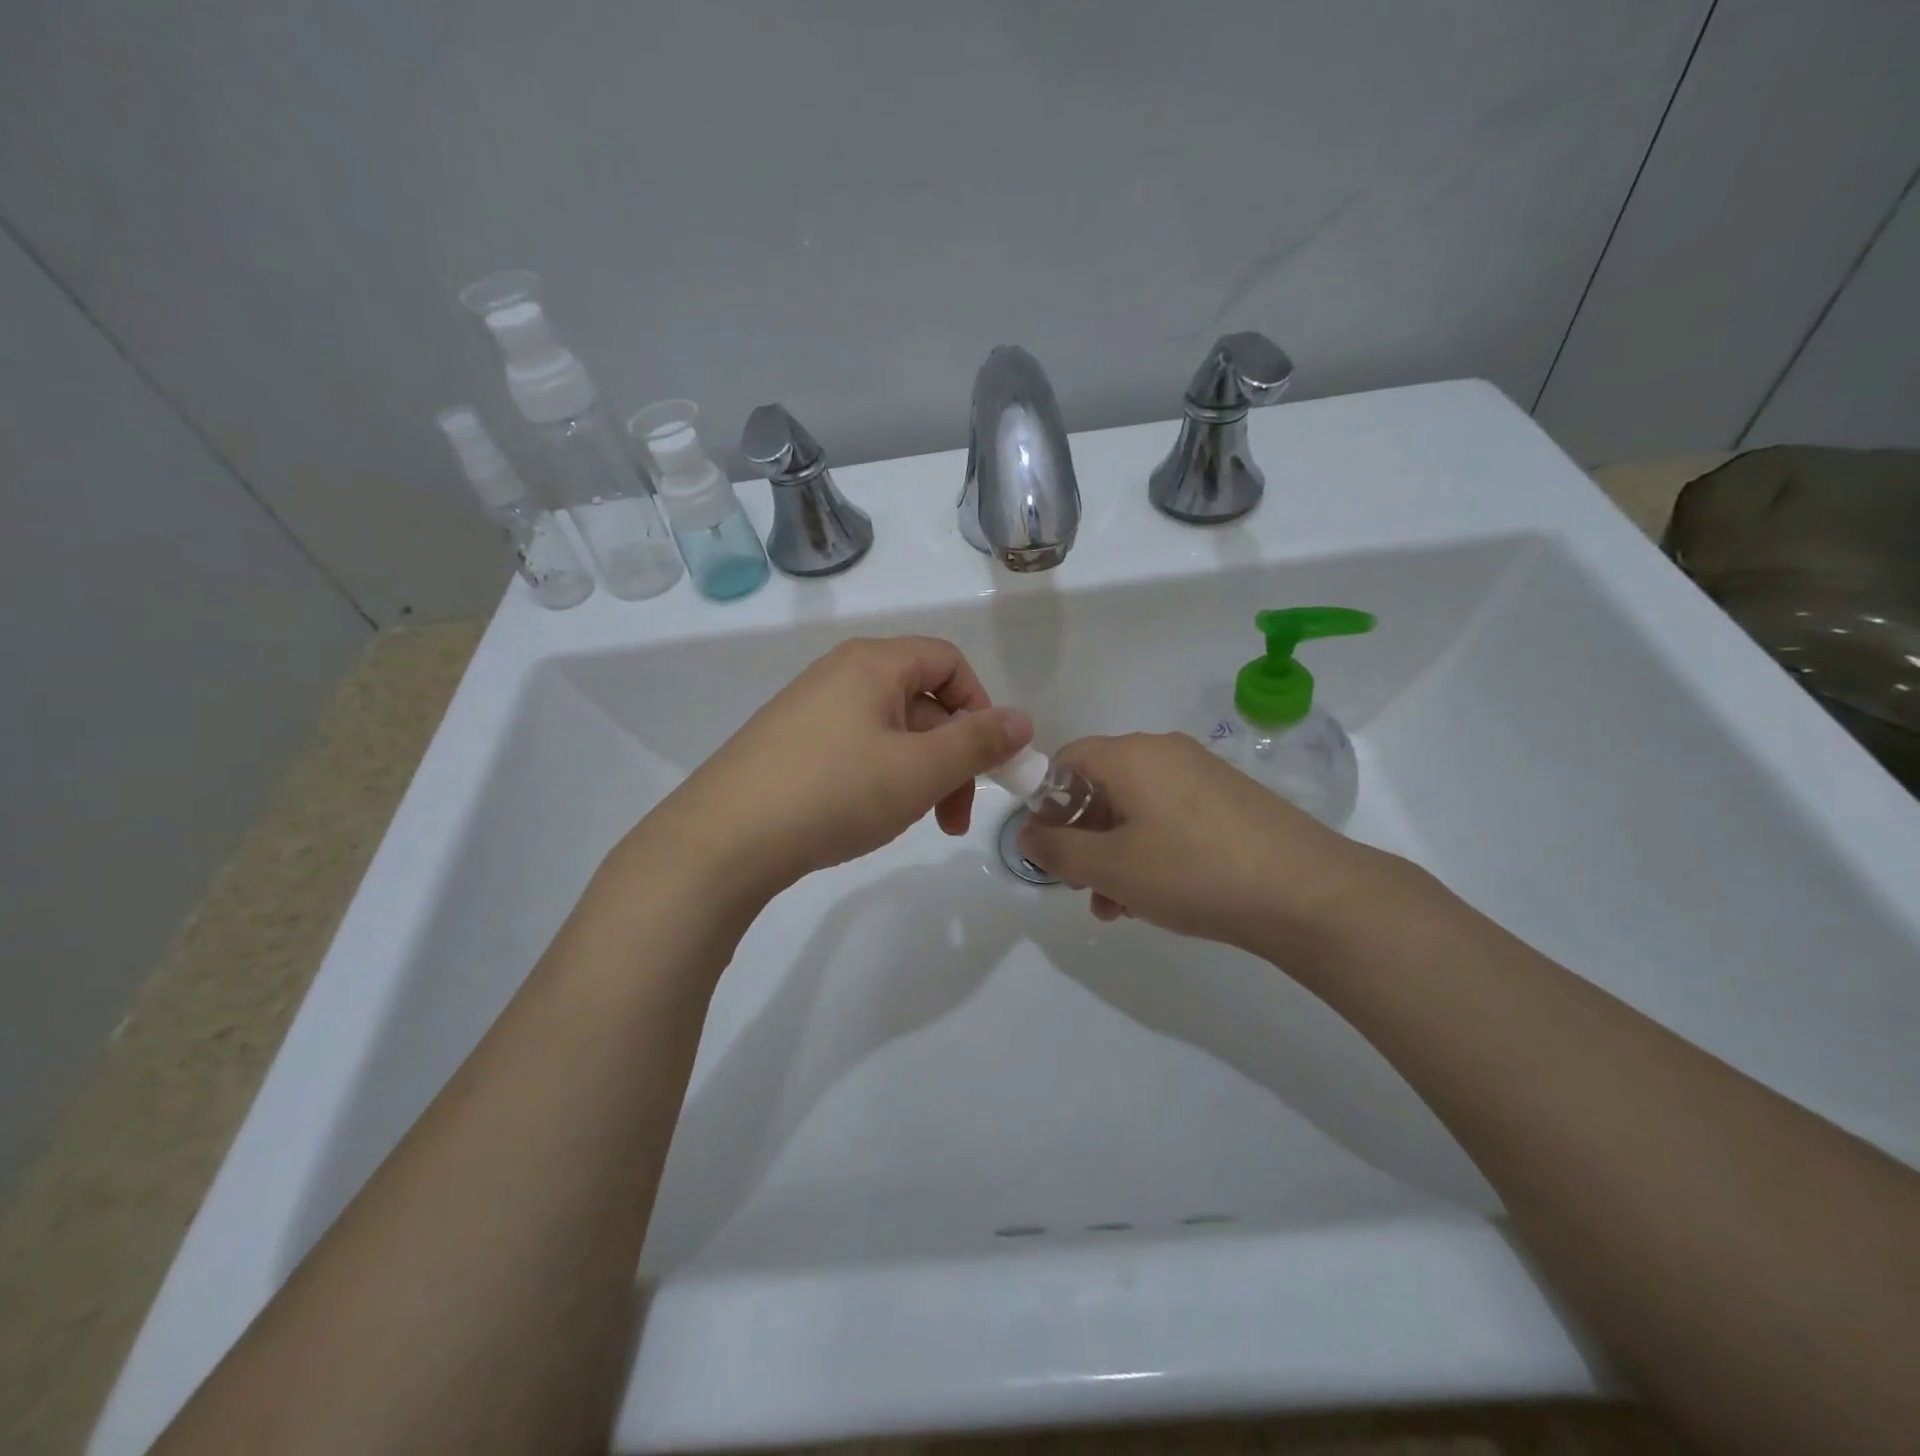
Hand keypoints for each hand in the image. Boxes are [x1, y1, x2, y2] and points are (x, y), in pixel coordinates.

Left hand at [634, 637, 1031, 899]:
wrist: (723, 840)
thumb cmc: (834, 792)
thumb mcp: (919, 769)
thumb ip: (978, 742)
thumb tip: (1022, 720)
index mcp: (873, 663)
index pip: (949, 661)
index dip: (980, 706)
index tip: (986, 761)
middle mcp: (839, 674)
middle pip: (921, 700)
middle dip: (951, 756)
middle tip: (954, 816)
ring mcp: (810, 710)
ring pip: (890, 731)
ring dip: (919, 773)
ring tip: (914, 821)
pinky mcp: (789, 745)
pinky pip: (856, 749)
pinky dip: (880, 779)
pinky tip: (870, 817)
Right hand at [1017, 733, 1381, 957]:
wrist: (1306, 892)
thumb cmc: (1192, 871)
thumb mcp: (1111, 867)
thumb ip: (1058, 850)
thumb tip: (1028, 834)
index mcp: (1130, 755)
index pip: (1066, 761)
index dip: (1046, 803)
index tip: (1047, 848)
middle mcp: (1164, 752)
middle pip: (1102, 786)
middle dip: (1082, 838)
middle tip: (1081, 886)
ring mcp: (1202, 774)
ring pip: (1136, 809)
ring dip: (1115, 853)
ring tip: (1117, 907)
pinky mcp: (1230, 801)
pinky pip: (1171, 818)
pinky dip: (1151, 850)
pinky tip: (1157, 897)